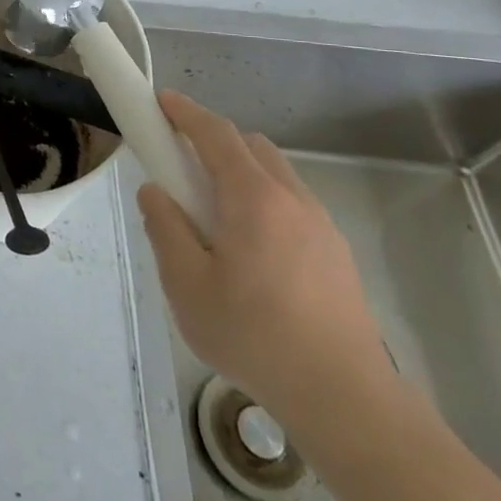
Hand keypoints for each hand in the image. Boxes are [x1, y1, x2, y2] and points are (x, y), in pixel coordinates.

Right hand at [137, 91, 393, 428]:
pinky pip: (292, 205)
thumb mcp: (186, 284)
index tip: (160, 100)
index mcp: (253, 198)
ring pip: (275, 175)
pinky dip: (263, 203)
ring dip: (240, 174)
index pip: (215, 133)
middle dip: (212, 142)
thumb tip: (155, 192)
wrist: (345, 399)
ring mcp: (321, 226)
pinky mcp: (337, 254)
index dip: (184, 111)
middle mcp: (292, 199)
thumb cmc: (254, 336)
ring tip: (215, 219)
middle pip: (250, 147)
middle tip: (181, 170)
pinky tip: (251, 252)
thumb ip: (165, 228)